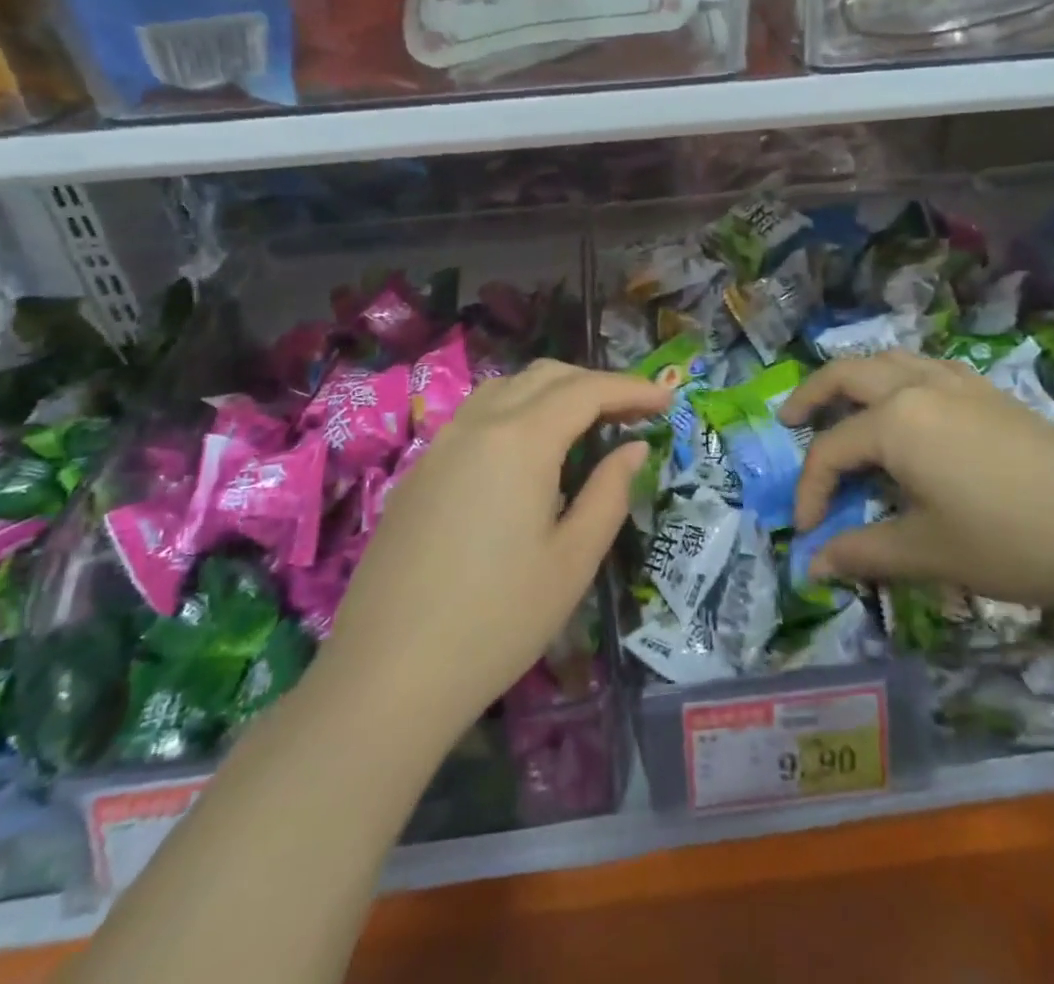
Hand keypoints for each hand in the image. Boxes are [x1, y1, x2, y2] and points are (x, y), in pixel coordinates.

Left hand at [318, 360, 669, 747]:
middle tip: (634, 412)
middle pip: (545, 377)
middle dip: (595, 384)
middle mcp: (478, 425)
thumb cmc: (497, 620)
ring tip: (587, 424)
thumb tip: (633, 449)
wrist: (385, 675)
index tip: (668, 399)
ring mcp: (441, 445)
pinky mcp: (420, 471)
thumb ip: (609, 492)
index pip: (587, 390)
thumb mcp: (573, 560)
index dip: (633, 389)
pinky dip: (517, 411)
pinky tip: (529, 453)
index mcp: (520, 440)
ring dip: (553, 392)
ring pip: (506, 389)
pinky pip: (477, 416)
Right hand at [777, 352, 1053, 617]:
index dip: (811, 490)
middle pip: (847, 375)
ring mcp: (959, 382)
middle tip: (790, 421)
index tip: (807, 532)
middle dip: (812, 397)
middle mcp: (919, 386)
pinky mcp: (989, 392)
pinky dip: (896, 379)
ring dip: (855, 379)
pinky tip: (905, 410)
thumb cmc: (1012, 541)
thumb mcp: (928, 552)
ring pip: (888, 360)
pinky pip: (924, 368)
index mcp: (896, 421)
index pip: (832, 450)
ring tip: (841, 406)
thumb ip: (863, 552)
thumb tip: (814, 564)